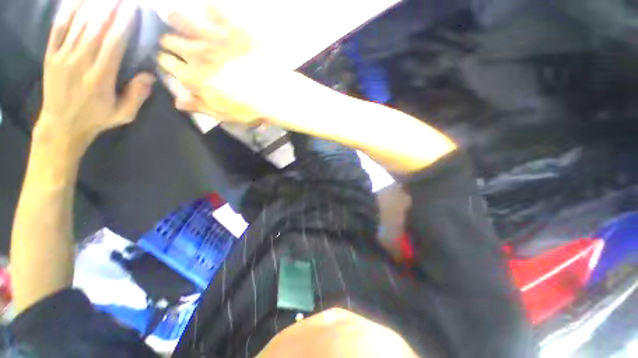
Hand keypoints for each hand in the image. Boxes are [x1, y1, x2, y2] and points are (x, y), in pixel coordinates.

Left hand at [37, 0, 154, 152]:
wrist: (61, 125)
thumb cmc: (96, 119)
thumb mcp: (123, 114)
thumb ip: (136, 96)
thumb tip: (149, 75)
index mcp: (100, 78)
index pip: (113, 44)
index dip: (123, 24)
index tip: (132, 8)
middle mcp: (80, 63)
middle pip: (96, 29)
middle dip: (110, 9)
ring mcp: (62, 57)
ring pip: (79, 25)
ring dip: (93, 6)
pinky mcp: (50, 56)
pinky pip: (58, 29)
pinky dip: (68, 13)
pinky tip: (78, 1)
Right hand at [157, 6, 269, 123]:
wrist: (275, 94)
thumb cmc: (250, 108)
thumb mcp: (224, 114)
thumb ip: (199, 106)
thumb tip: (176, 101)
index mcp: (194, 77)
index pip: (168, 63)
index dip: (164, 60)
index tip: (165, 59)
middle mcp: (198, 53)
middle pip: (172, 41)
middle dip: (167, 40)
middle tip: (168, 40)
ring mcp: (215, 38)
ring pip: (185, 21)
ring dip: (176, 18)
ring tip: (170, 15)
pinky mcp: (235, 29)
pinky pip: (218, 12)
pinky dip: (211, 9)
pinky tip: (208, 7)